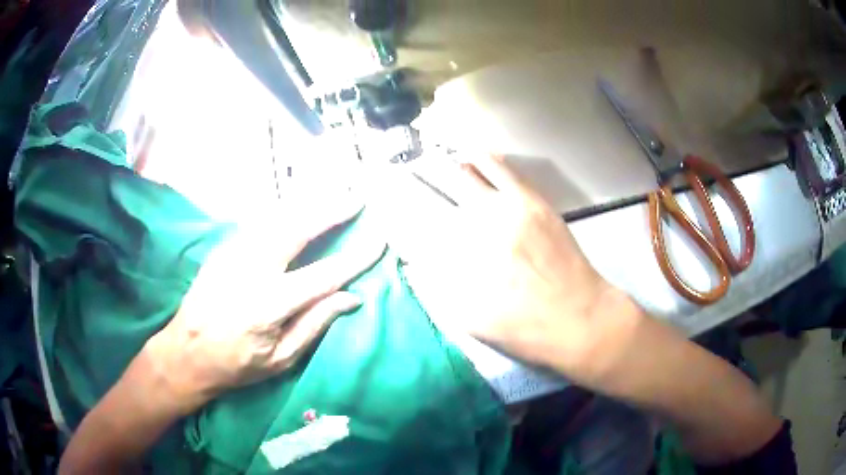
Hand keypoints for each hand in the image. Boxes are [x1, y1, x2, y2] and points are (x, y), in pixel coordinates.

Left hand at [144, 199, 384, 412]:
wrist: (185, 352)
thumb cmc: (236, 364)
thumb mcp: (280, 359)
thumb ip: (315, 324)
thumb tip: (351, 297)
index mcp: (269, 304)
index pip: (324, 275)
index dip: (355, 258)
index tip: (379, 240)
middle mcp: (252, 269)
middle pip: (298, 229)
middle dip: (330, 211)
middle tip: (355, 198)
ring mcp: (234, 253)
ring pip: (277, 218)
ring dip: (308, 204)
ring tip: (333, 193)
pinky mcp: (223, 248)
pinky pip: (260, 222)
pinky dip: (284, 211)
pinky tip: (298, 207)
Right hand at [368, 154, 642, 383]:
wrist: (580, 318)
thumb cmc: (524, 329)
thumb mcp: (471, 321)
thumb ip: (437, 288)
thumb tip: (414, 261)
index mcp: (458, 259)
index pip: (415, 224)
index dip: (395, 209)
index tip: (383, 200)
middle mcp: (476, 225)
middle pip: (433, 192)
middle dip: (412, 177)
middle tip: (399, 167)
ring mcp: (506, 208)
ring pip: (464, 173)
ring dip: (441, 163)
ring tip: (429, 157)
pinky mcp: (531, 200)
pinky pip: (500, 168)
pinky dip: (480, 158)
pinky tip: (469, 154)